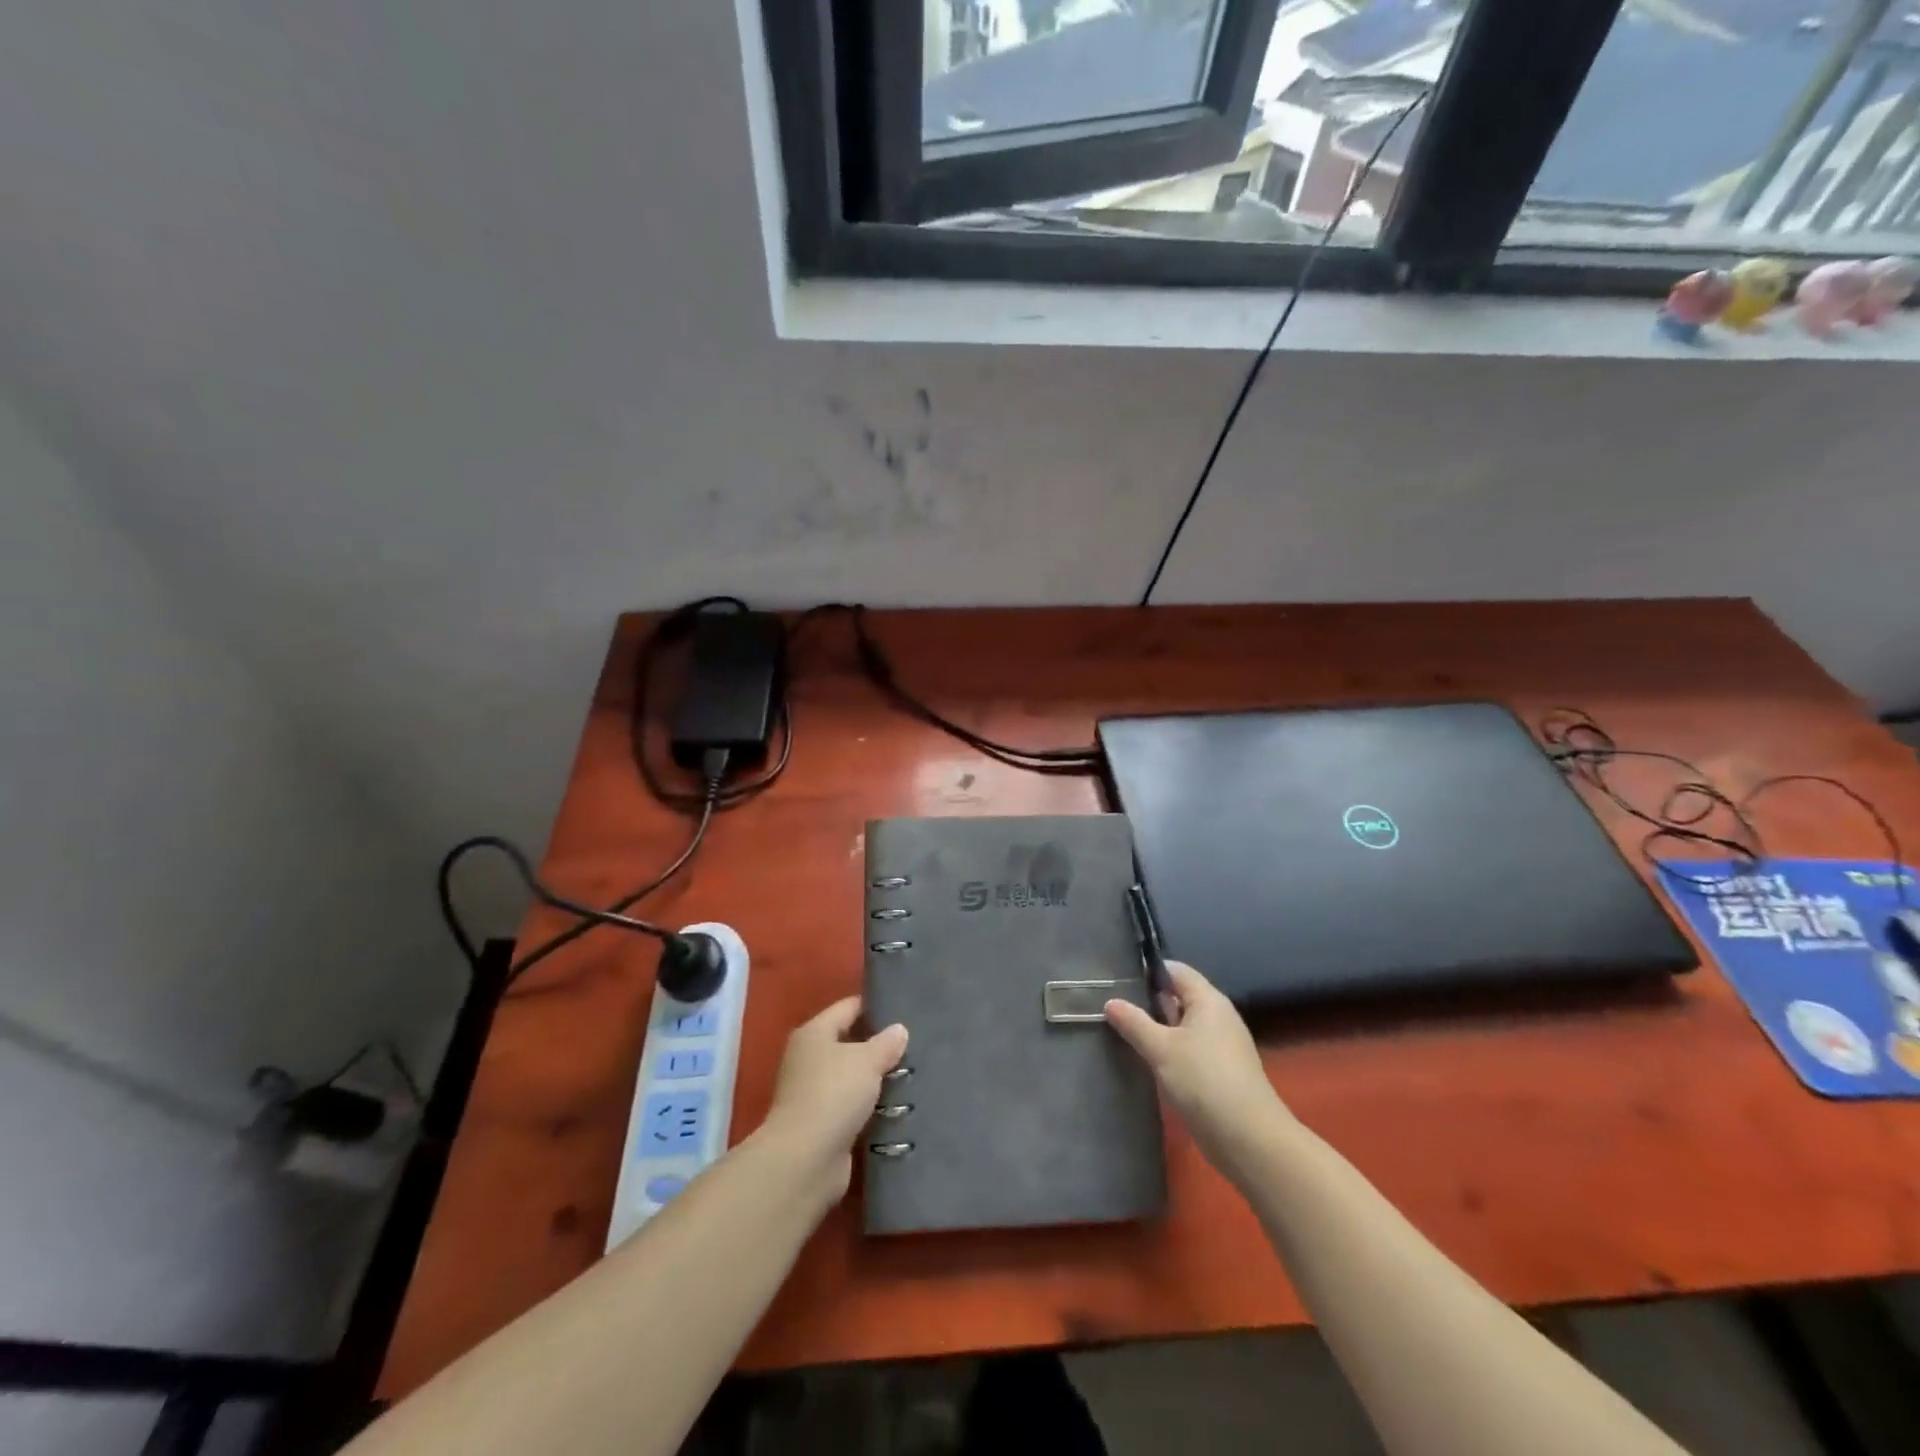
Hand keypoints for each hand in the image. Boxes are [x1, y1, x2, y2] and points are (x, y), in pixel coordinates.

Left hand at [762, 996, 907, 1197]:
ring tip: (912, 1073)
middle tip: (915, 1043)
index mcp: (814, 1033)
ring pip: (852, 1077)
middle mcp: (809, 1059)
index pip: (848, 1008)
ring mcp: (813, 1093)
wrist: (805, 1160)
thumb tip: (899, 1030)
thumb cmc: (833, 1094)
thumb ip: (885, 1043)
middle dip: (879, 1044)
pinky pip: (852, 1106)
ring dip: (876, 1079)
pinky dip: (871, 1107)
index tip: (904, 1009)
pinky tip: (899, 1106)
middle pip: (849, 1042)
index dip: (874, 1006)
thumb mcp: (867, 1060)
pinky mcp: (822, 1125)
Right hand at [1105, 963, 1290, 1175]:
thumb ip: (1134, 1022)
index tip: (1118, 977)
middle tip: (1111, 1004)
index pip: (1176, 971)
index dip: (1149, 970)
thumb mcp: (1162, 1049)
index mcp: (1208, 1001)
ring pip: (1181, 1026)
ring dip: (1155, 1028)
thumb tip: (1110, 1002)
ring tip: (1120, 1029)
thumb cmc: (1204, 1081)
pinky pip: (1187, 1049)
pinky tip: (1144, 1059)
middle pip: (1178, 997)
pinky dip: (1167, 1050)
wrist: (1248, 1139)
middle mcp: (1217, 1017)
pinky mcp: (1218, 1072)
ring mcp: (1220, 1046)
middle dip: (1147, 1000)